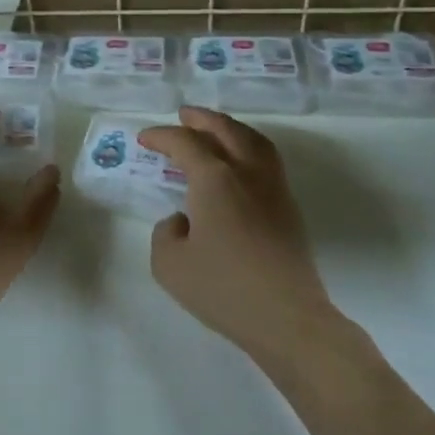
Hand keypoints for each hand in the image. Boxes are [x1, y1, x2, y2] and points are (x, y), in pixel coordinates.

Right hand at [138, 108, 334, 368]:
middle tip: (184, 115)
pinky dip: (249, 148)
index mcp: (215, 179)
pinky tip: (240, 164)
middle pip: (226, 130)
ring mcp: (273, 189)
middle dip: (202, 119)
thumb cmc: (223, 289)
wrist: (287, 319)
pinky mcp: (289, 209)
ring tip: (216, 129)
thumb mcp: (169, 264)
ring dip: (231, 128)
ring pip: (254, 141)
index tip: (145, 139)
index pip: (185, 144)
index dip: (162, 136)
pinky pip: (267, 161)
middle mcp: (247, 173)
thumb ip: (166, 232)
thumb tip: (184, 220)